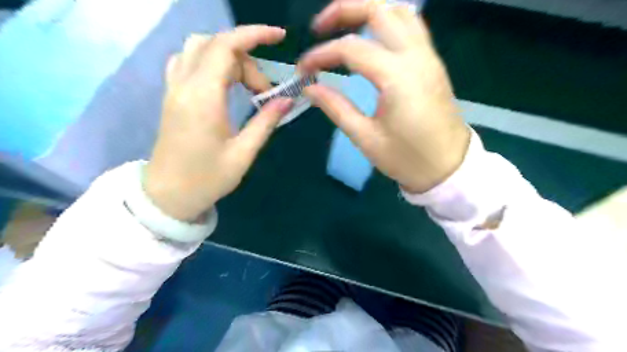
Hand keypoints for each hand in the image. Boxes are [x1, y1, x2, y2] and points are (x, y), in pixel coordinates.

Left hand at [146, 27, 292, 220]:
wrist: (168, 195)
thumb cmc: (207, 179)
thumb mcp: (243, 154)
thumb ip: (265, 122)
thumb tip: (287, 100)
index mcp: (203, 98)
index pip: (226, 47)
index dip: (254, 35)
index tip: (279, 36)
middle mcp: (183, 85)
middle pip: (215, 45)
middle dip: (246, 59)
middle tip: (262, 91)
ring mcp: (173, 88)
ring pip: (198, 48)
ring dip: (228, 58)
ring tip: (245, 86)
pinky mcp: (171, 96)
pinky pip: (187, 61)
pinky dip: (209, 61)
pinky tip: (222, 83)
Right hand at [300, 0, 469, 191]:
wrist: (449, 168)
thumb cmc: (407, 159)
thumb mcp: (366, 138)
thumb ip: (336, 108)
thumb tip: (310, 88)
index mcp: (397, 77)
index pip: (351, 49)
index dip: (321, 54)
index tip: (303, 70)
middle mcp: (415, 56)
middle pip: (379, 9)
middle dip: (343, 10)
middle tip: (319, 28)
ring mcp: (428, 56)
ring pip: (399, 11)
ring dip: (368, 11)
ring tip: (344, 27)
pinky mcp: (432, 62)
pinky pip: (411, 26)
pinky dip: (387, 22)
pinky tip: (371, 38)